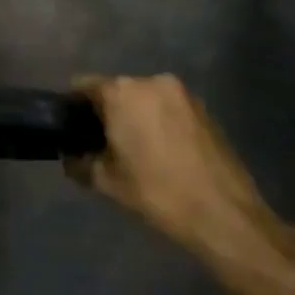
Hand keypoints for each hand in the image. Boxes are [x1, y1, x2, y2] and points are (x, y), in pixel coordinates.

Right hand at [68, 75, 284, 261]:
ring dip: (135, 117)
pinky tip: (162, 152)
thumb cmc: (157, 191)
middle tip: (104, 145)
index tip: (73, 131)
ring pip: (144, 99)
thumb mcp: (106, 181)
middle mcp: (151, 81)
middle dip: (107, 113)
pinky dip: (159, 122)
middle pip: (116, 90)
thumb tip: (70, 155)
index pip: (83, 86)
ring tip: (136, 151)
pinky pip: (168, 108)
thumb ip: (79, 162)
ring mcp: (182, 93)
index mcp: (121, 92)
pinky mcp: (204, 109)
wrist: (223, 213)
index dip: (74, 108)